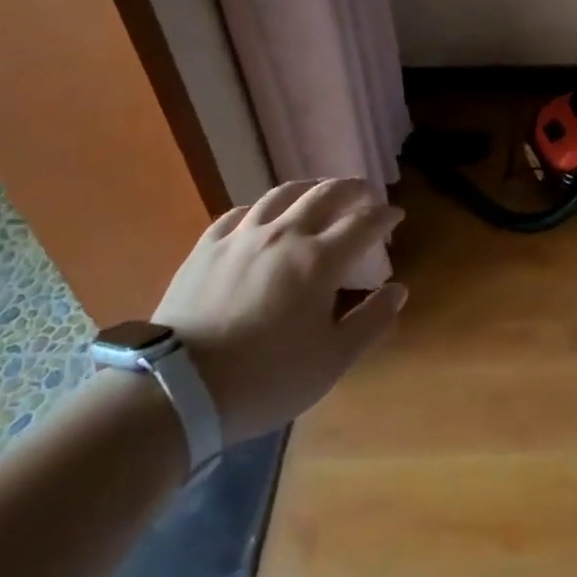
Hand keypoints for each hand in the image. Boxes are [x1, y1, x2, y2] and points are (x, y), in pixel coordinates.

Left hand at [153, 178, 406, 442]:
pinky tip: (264, 214)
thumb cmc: (265, 378)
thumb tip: (398, 290)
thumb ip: (371, 321)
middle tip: (366, 193)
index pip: (363, 223)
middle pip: (325, 194)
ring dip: (310, 187)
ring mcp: (242, 236)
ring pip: (282, 194)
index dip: (384, 215)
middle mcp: (284, 234)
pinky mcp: (207, 247)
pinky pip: (241, 212)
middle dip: (352, 188)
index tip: (396, 214)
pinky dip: (263, 207)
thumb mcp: (331, 361)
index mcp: (319, 260)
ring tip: (320, 191)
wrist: (177, 388)